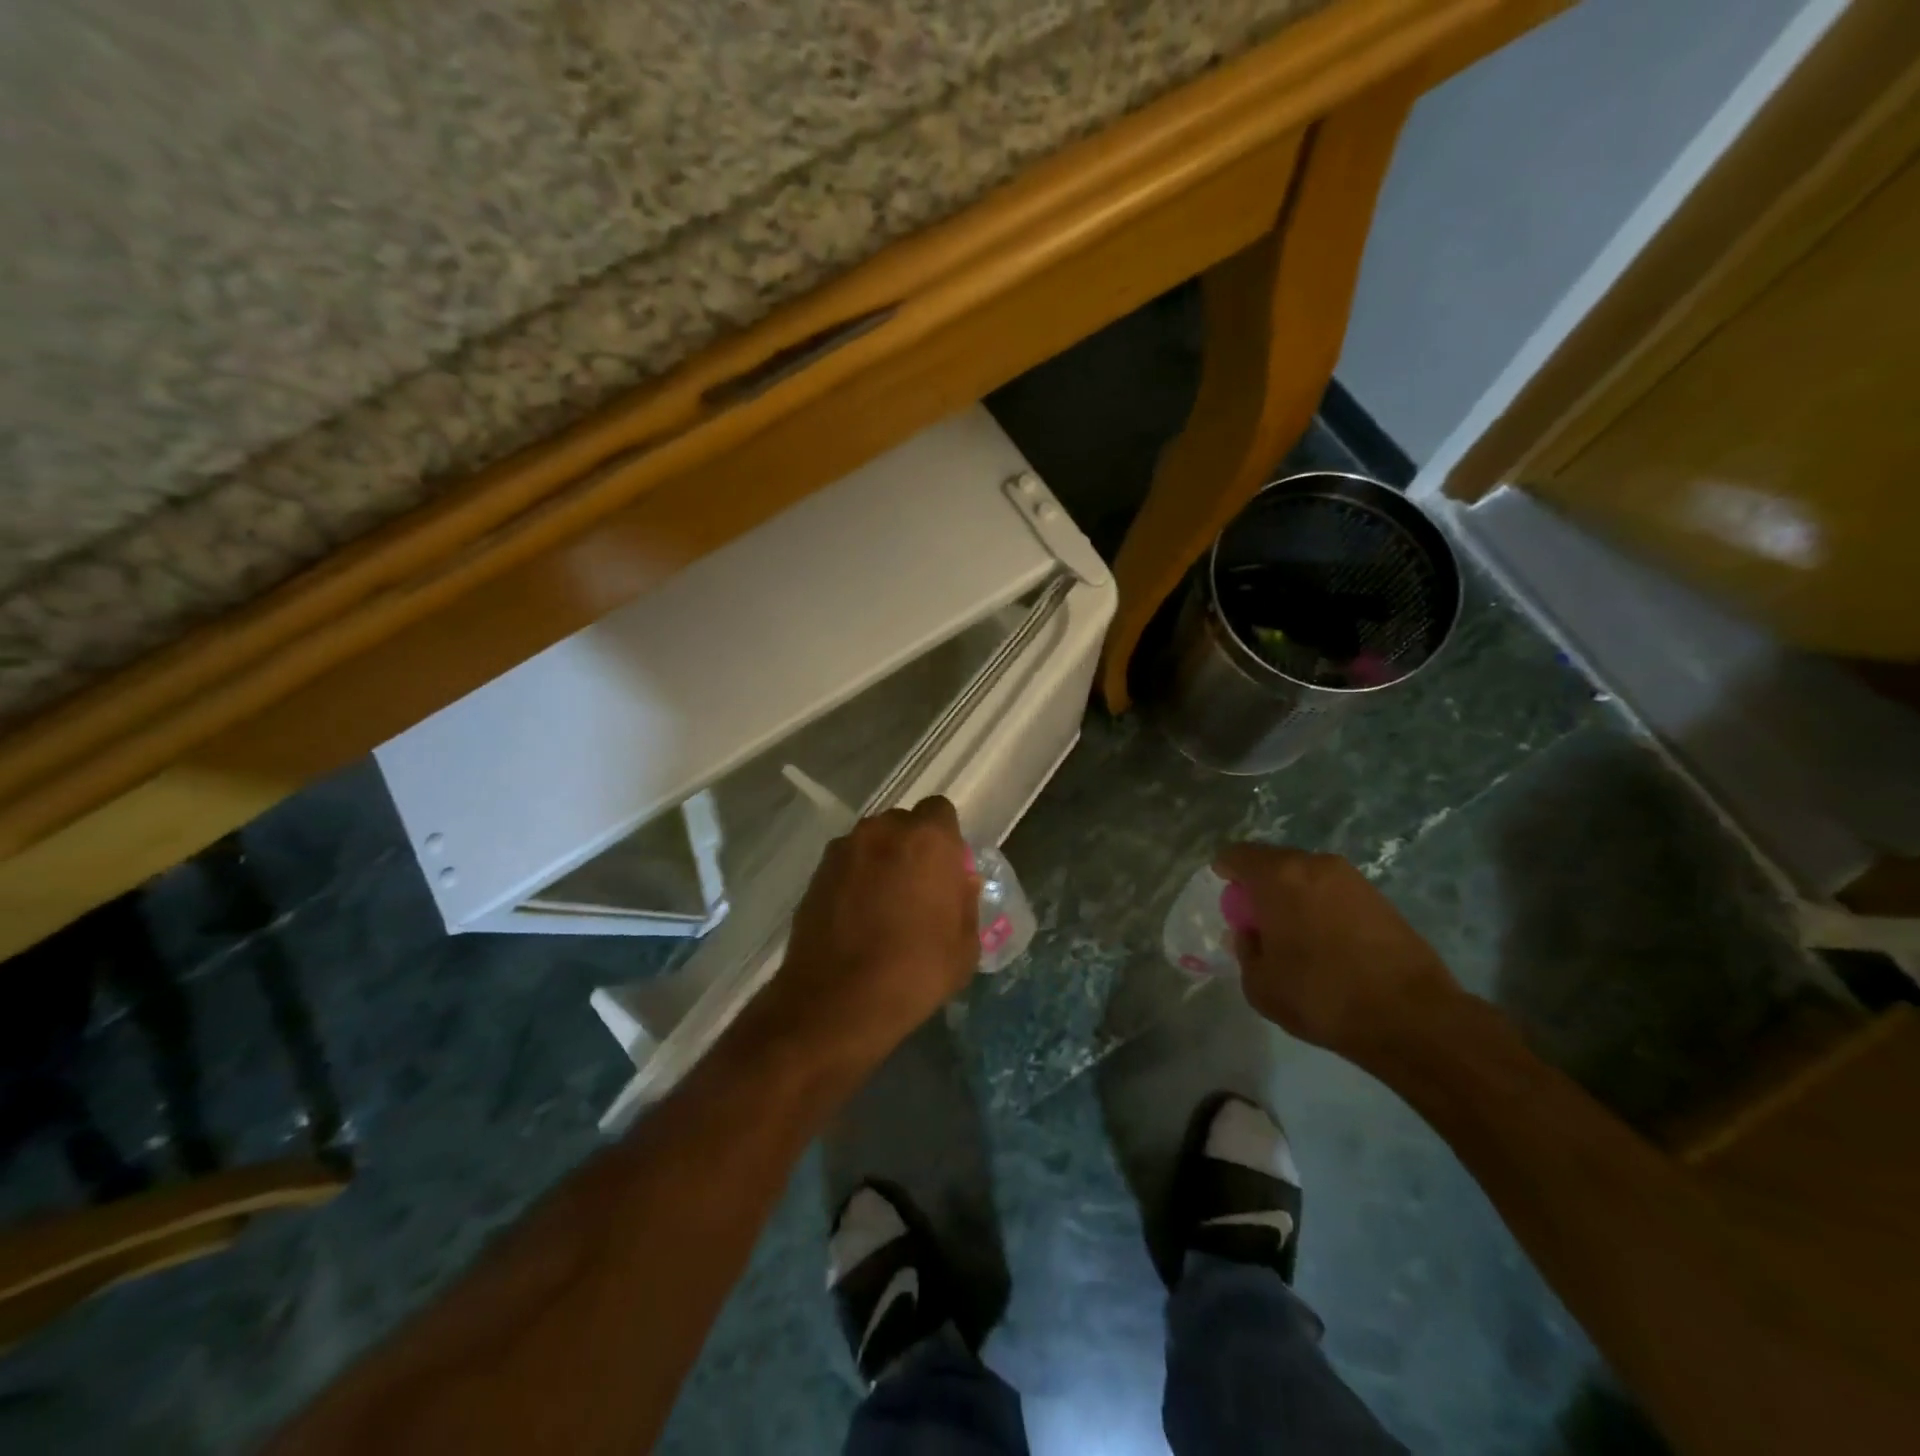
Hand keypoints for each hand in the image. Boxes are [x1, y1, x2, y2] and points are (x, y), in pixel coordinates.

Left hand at [755, 797, 979, 1067]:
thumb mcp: (965, 946)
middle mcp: (882, 831)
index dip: (945, 838)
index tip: (946, 869)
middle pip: (903, 824)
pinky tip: (856, 917)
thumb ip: (965, 902)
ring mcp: (843, 850)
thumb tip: (959, 882)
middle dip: (911, 847)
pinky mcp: (815, 874)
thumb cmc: (915, 972)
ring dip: (880, 862)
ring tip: (882, 905)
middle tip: (917, 888)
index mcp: (927, 839)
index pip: (940, 812)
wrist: (837, 1002)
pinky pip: (845, 865)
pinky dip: (853, 880)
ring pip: (871, 843)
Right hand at [1213, 842, 1461, 1062]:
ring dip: (1293, 895)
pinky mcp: (1380, 898)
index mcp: (1279, 876)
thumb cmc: (1321, 996)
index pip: (1237, 854)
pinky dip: (1321, 907)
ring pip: (1306, 876)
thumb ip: (1246, 951)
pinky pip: (1334, 892)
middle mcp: (1315, 865)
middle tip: (1257, 920)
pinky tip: (1325, 941)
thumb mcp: (1260, 984)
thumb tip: (1251, 935)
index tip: (1226, 896)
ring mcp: (1352, 879)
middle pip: (1274, 862)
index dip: (1225, 870)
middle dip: (1260, 885)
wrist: (1412, 1017)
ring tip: (1293, 933)